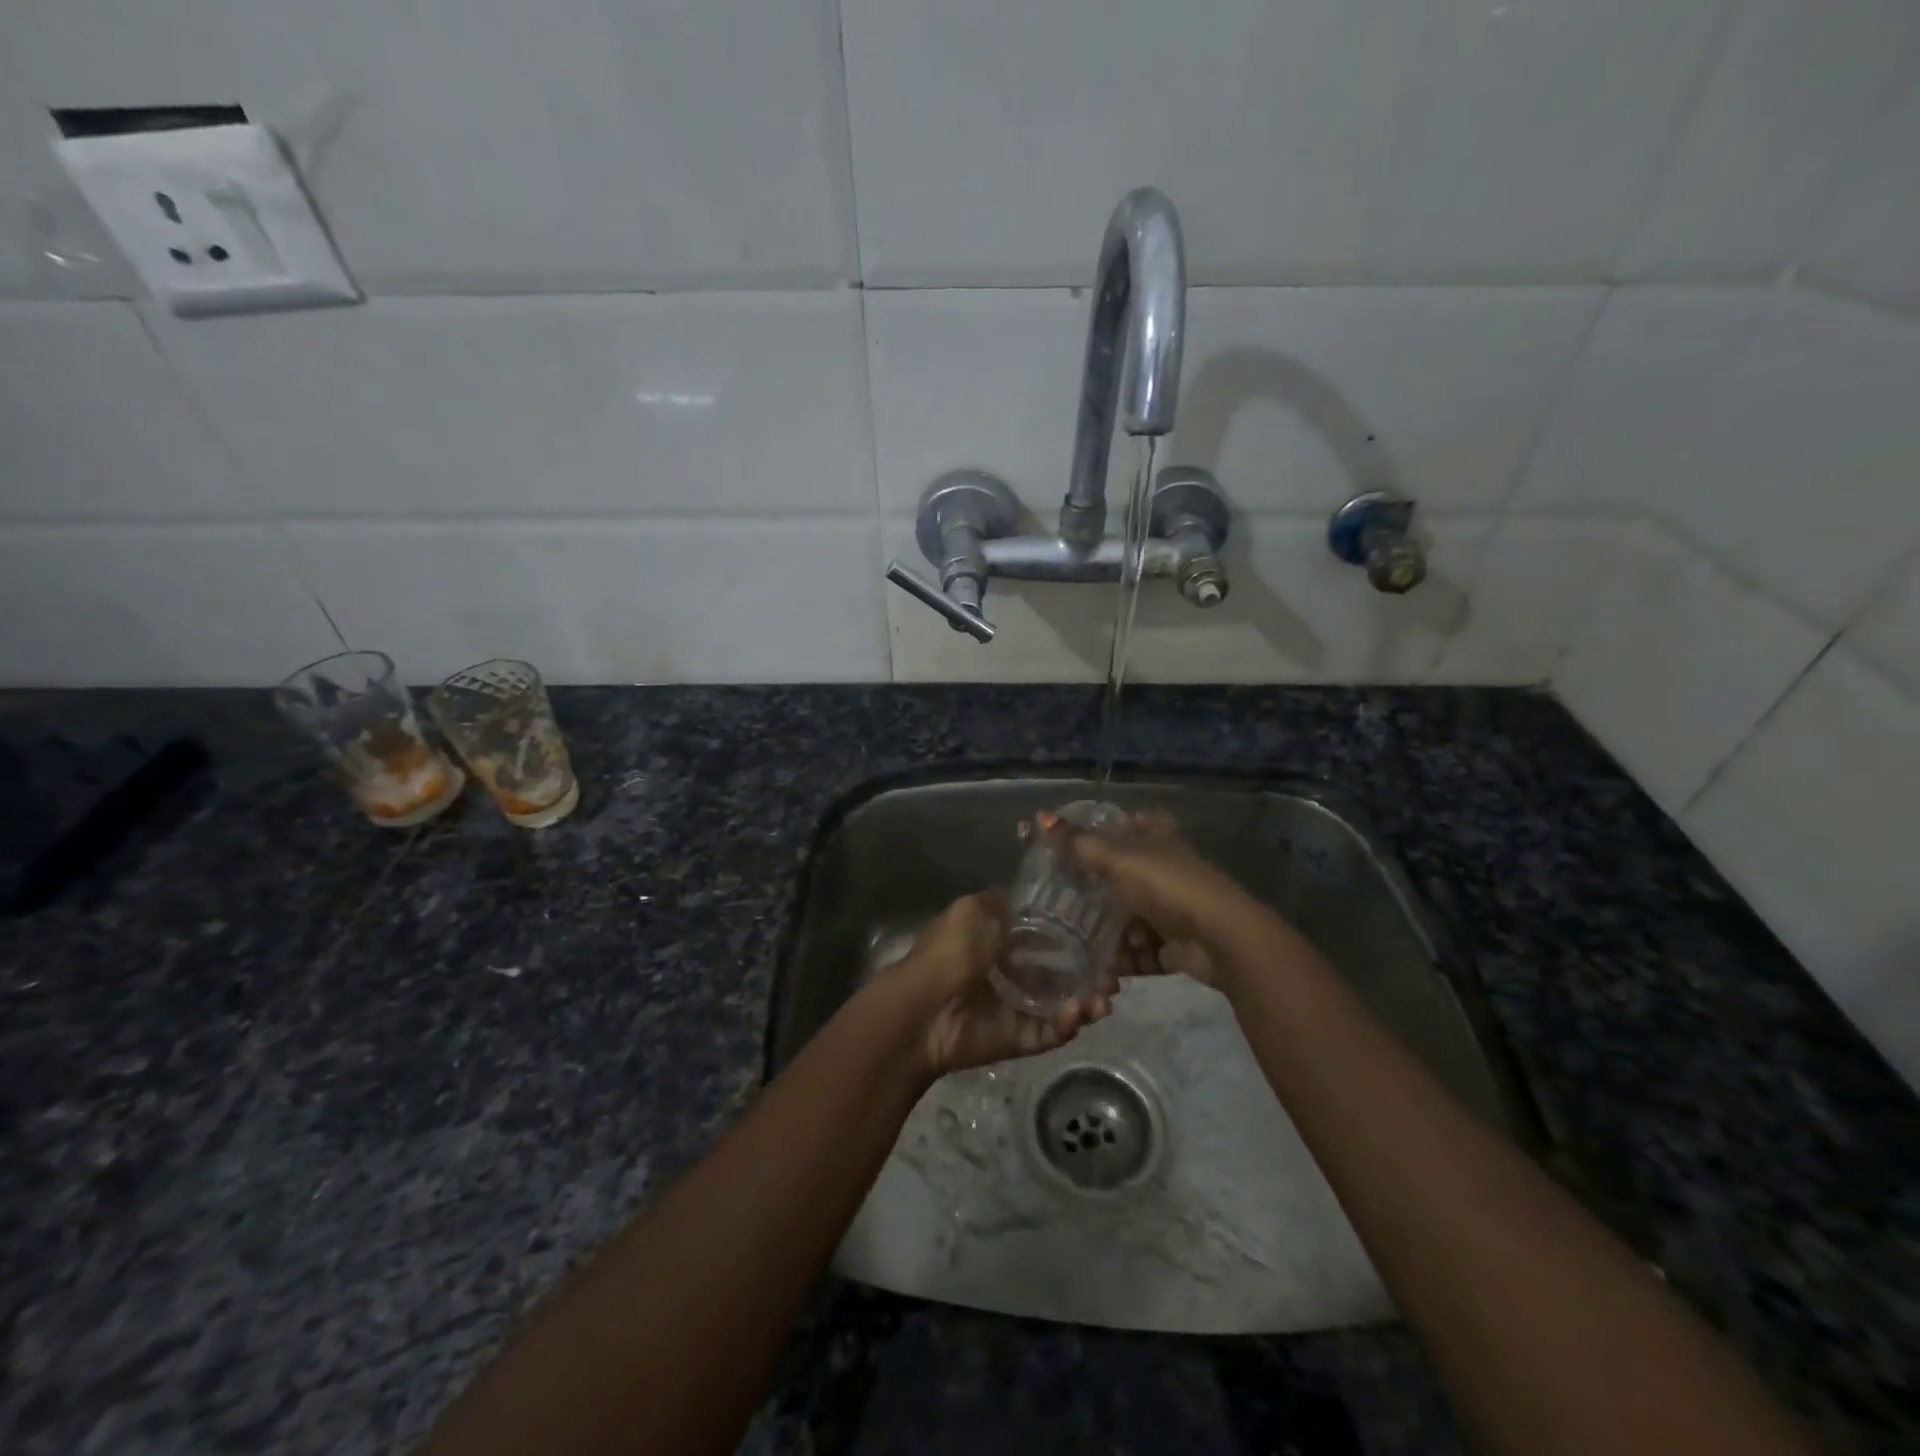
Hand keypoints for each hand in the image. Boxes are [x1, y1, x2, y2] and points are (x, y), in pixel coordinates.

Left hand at [877, 890, 1114, 1078]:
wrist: (924, 1008)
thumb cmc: (951, 951)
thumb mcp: (974, 909)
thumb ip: (1003, 903)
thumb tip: (1023, 896)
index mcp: (998, 940)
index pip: (1044, 937)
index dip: (1073, 936)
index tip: (1103, 935)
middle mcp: (1010, 973)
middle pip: (1060, 973)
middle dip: (1090, 974)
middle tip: (1114, 975)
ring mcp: (1015, 1007)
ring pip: (1061, 1005)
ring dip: (1087, 1001)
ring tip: (1105, 998)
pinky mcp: (1017, 1038)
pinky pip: (1049, 1032)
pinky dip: (1067, 1024)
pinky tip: (1080, 1012)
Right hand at [1043, 809, 1263, 991]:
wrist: (1221, 939)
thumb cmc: (1168, 886)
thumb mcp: (1117, 859)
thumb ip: (1077, 842)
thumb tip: (1039, 814)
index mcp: (1157, 837)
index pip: (1129, 824)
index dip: (1104, 831)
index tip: (1071, 846)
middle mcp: (1166, 868)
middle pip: (1123, 875)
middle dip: (1095, 892)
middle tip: (1059, 902)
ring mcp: (1172, 908)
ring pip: (1129, 918)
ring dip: (1106, 934)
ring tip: (1073, 944)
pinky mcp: (1174, 944)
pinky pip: (1140, 951)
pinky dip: (1123, 960)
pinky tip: (1099, 970)